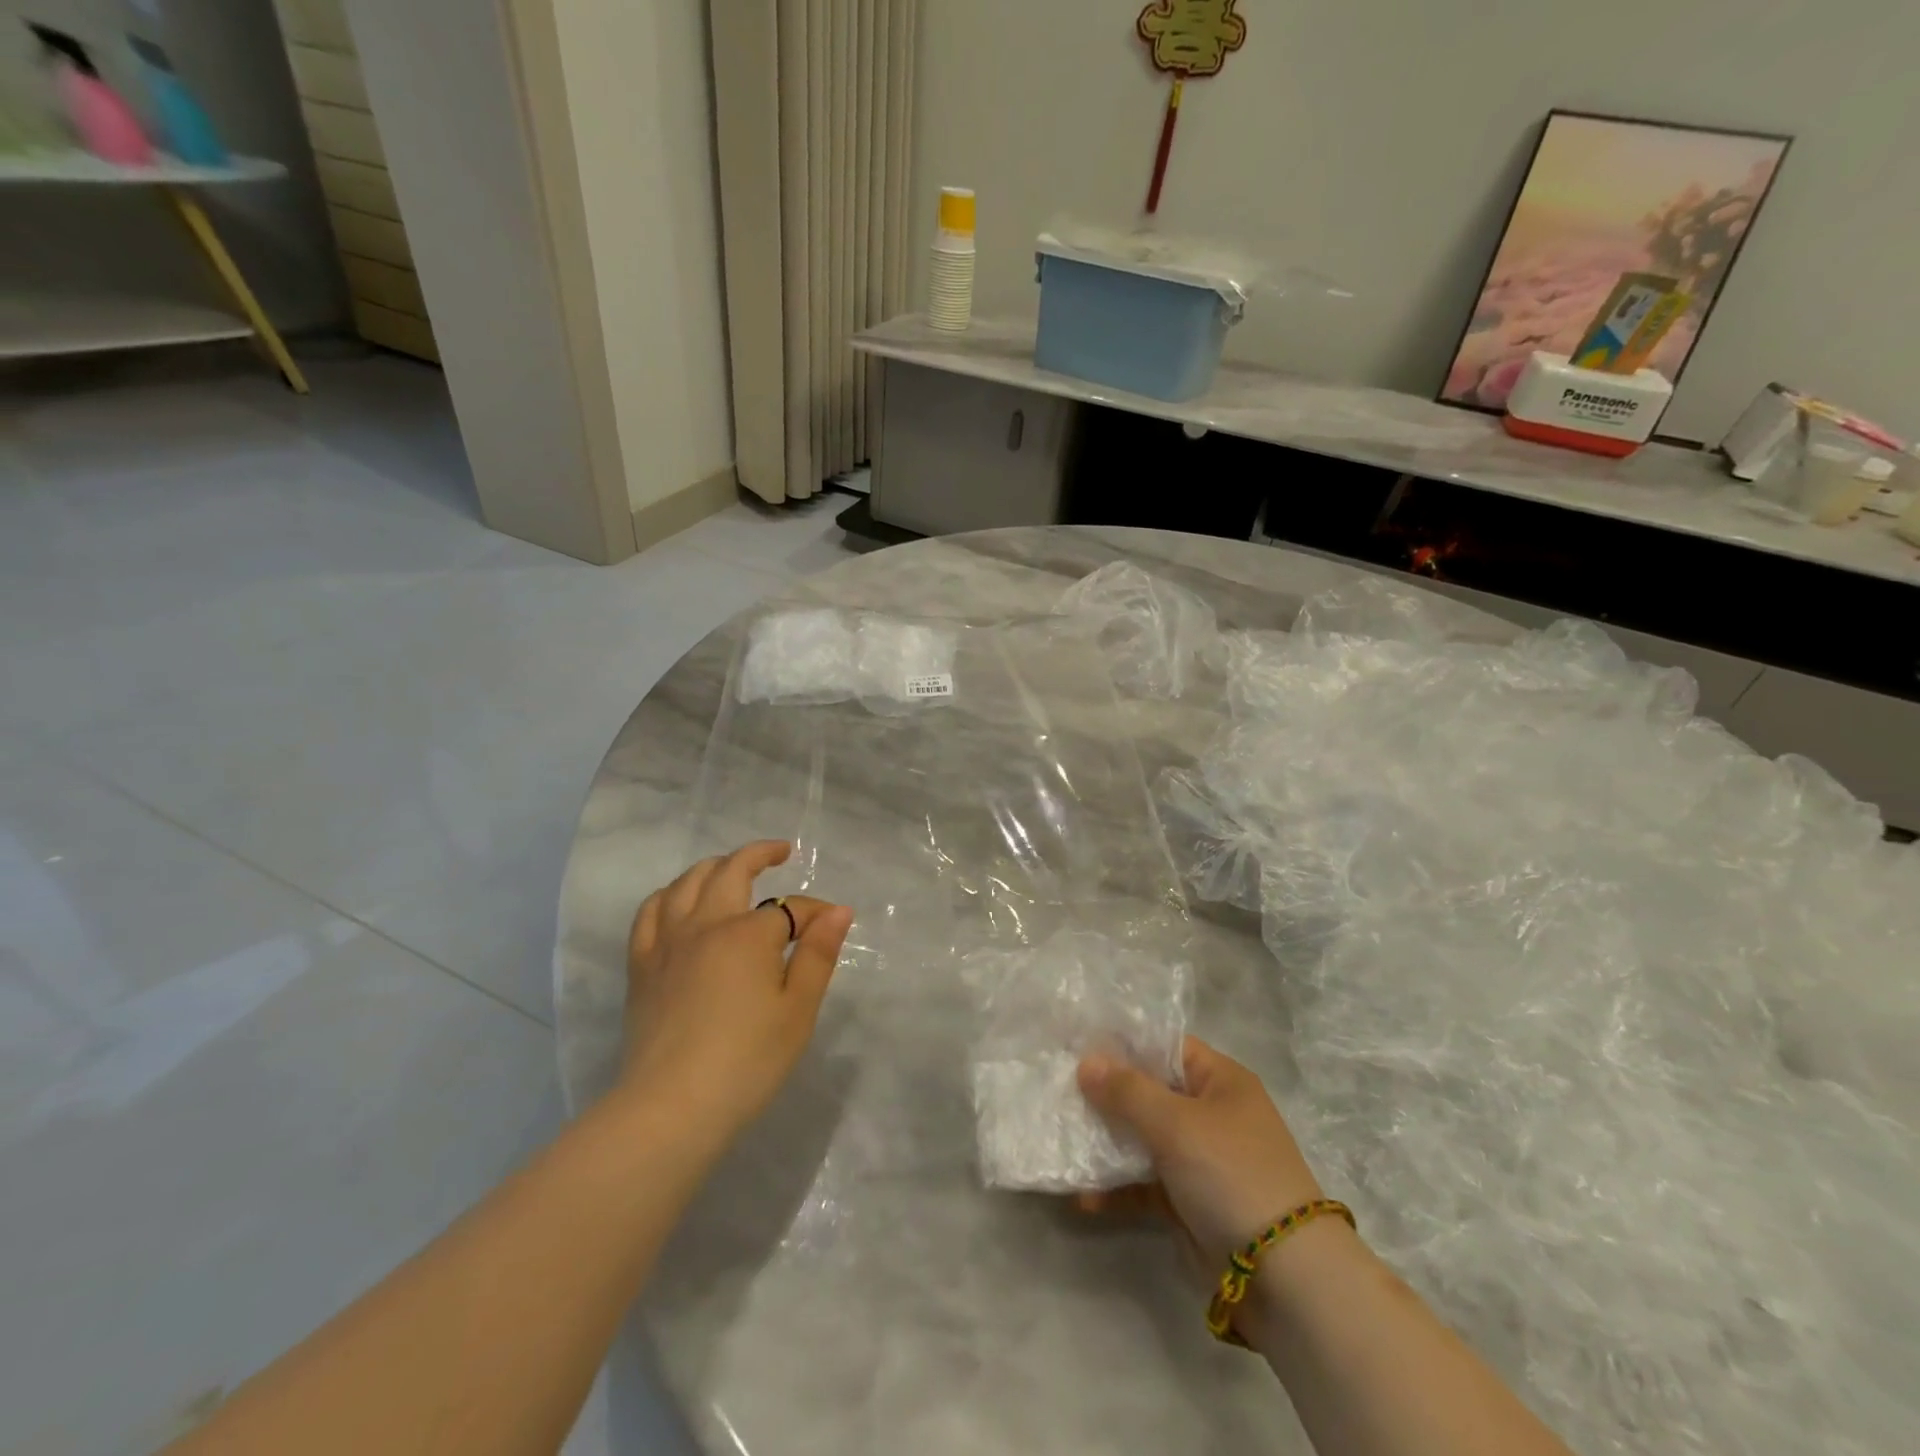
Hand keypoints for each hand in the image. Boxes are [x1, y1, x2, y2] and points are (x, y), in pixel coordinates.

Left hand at [622, 841, 853, 1141]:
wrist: (672, 1109)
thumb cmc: (747, 1061)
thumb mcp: (797, 1010)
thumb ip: (817, 954)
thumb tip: (838, 910)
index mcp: (747, 934)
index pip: (789, 909)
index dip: (814, 914)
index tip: (829, 927)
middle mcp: (704, 925)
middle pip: (730, 871)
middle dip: (758, 855)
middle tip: (779, 852)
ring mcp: (666, 943)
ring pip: (686, 883)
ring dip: (713, 867)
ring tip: (730, 870)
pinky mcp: (641, 967)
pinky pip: (649, 913)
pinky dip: (669, 895)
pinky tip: (678, 902)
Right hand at [1077, 1036, 1324, 1264]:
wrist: (1285, 1278)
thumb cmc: (1231, 1174)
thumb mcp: (1176, 1123)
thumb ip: (1127, 1091)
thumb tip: (1086, 1062)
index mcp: (1219, 1080)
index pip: (1164, 1047)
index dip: (1122, 1045)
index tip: (1076, 1046)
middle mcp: (1210, 1113)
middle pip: (1149, 1092)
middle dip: (1105, 1095)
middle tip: (1057, 1091)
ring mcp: (1200, 1159)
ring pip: (1142, 1138)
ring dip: (1106, 1142)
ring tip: (1061, 1139)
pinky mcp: (1190, 1202)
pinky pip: (1145, 1184)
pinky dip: (1117, 1188)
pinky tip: (1083, 1196)